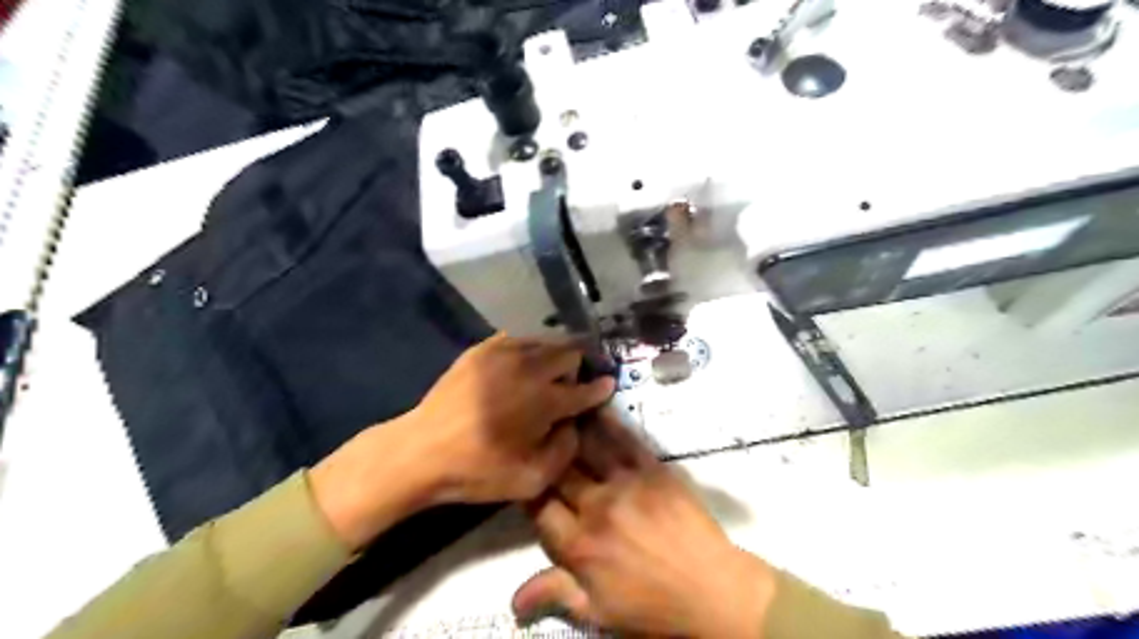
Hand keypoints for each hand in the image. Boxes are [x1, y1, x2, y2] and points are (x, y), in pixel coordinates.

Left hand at [310, 335, 614, 549]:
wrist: (421, 451)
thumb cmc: (478, 470)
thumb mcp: (531, 480)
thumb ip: (565, 450)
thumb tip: (573, 424)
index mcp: (545, 400)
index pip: (586, 388)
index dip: (600, 387)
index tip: (608, 384)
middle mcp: (529, 368)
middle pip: (569, 351)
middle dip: (577, 367)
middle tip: (569, 384)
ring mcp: (502, 353)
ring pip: (544, 341)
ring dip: (552, 357)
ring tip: (545, 375)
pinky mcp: (481, 349)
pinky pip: (516, 340)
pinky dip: (526, 351)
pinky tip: (518, 369)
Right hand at [515, 409, 774, 638]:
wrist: (711, 589)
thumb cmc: (652, 605)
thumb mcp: (599, 612)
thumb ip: (556, 594)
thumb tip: (511, 600)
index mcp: (579, 544)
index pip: (539, 508)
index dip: (527, 490)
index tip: (524, 477)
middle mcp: (596, 507)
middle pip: (559, 473)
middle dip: (544, 455)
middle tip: (535, 437)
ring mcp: (625, 484)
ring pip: (588, 449)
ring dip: (570, 430)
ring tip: (557, 411)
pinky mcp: (653, 470)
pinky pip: (625, 441)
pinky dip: (609, 423)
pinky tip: (596, 406)